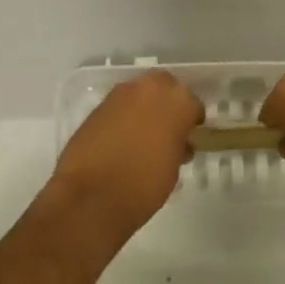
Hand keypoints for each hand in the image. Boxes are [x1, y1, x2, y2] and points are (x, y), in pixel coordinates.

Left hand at [50, 70, 203, 249]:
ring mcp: (121, 93)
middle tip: (166, 132)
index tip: (188, 139)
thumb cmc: (143, 186)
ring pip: (141, 93)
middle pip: (166, 87)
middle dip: (168, 104)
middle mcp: (151, 88)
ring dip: (144, 108)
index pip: (193, 104)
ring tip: (142, 137)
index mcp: (178, 101)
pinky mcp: (99, 105)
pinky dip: (124, 117)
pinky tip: (121, 140)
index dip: (192, 123)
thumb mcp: (173, 169)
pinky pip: (120, 106)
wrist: (91, 196)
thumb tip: (175, 142)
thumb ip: (178, 146)